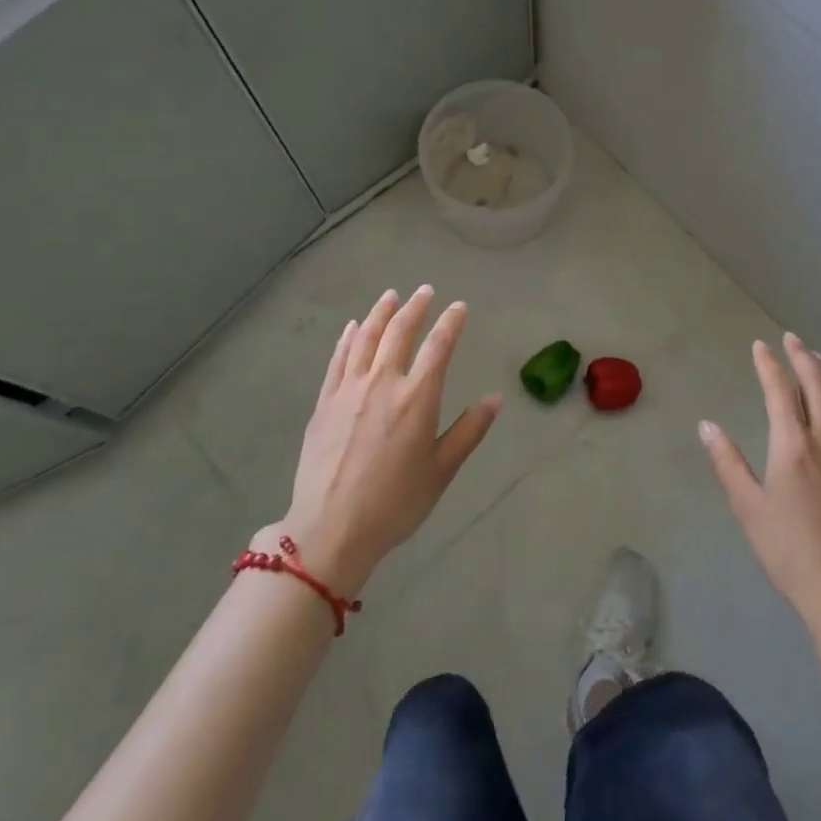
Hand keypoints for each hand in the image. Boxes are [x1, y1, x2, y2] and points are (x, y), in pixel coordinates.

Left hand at [267, 286, 501, 595]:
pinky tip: (354, 326)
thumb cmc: (395, 503)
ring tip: (391, 295)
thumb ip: (469, 430)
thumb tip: (495, 399)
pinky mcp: (324, 402)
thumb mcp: (441, 471)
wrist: (330, 529)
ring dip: (381, 313)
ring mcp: (349, 390)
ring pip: (366, 338)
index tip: (459, 306)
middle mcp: (383, 383)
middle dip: (415, 307)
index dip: (451, 322)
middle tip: (425, 291)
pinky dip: (348, 338)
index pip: (438, 347)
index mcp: (417, 398)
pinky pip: (338, 359)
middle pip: (400, 332)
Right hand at [700, 334, 820, 635]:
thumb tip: (707, 426)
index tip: (760, 346)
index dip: (769, 364)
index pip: (780, 391)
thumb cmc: (790, 551)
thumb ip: (727, 463)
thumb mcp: (748, 508)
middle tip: (792, 339)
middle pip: (818, 385)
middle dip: (803, 357)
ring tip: (818, 359)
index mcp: (794, 446)